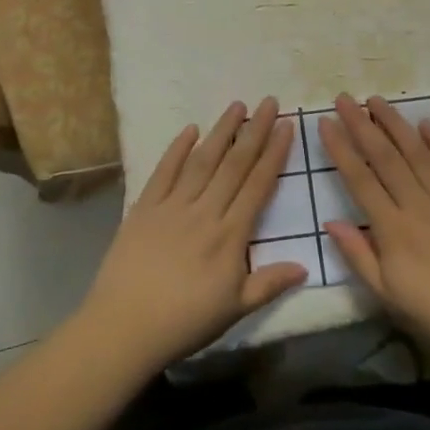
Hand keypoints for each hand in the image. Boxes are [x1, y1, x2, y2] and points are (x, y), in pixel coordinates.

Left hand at [78, 98, 306, 369]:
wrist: (124, 327)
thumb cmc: (184, 322)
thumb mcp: (234, 310)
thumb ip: (269, 284)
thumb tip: (304, 267)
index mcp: (230, 235)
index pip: (258, 185)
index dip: (274, 154)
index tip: (287, 126)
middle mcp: (205, 211)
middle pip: (234, 164)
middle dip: (255, 131)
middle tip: (269, 102)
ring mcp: (172, 205)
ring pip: (203, 160)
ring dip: (222, 131)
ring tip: (237, 106)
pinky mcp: (144, 207)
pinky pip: (164, 171)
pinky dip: (177, 148)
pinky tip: (190, 129)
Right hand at [319, 93, 429, 361]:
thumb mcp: (387, 295)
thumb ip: (358, 255)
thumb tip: (330, 222)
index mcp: (392, 229)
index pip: (360, 179)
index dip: (341, 148)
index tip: (325, 122)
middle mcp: (417, 205)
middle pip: (385, 157)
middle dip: (361, 125)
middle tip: (344, 99)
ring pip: (417, 153)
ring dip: (395, 124)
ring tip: (377, 101)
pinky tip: (426, 124)